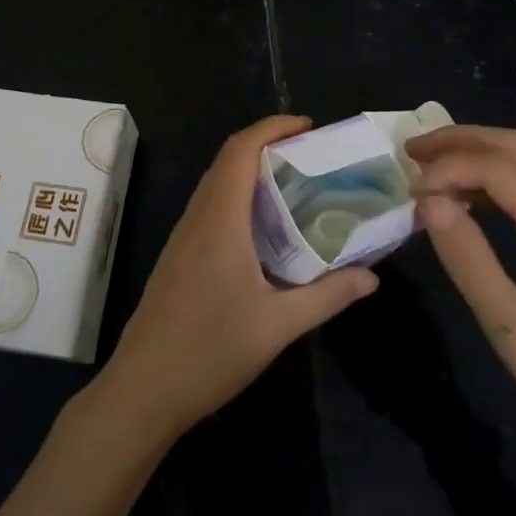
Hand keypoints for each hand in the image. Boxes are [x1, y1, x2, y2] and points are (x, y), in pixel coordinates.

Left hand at [93, 115, 377, 443]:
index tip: (308, 126)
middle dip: (267, 144)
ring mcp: (183, 236)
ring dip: (250, 170)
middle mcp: (198, 217)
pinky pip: (210, 207)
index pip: (241, 150)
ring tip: (294, 184)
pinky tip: (263, 227)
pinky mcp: (178, 256)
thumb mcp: (278, 326)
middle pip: (228, 160)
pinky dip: (238, 196)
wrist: (143, 389)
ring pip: (216, 183)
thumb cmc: (210, 351)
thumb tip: (372, 277)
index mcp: (220, 220)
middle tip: (311, 155)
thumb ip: (328, 296)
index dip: (273, 127)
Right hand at [407, 125, 515, 506]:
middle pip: (512, 146)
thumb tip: (429, 203)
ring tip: (427, 169)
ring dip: (472, 153)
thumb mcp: (510, 326)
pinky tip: (462, 199)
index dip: (448, 168)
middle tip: (410, 153)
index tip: (411, 195)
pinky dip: (487, 177)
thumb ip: (469, 260)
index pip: (496, 167)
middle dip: (457, 139)